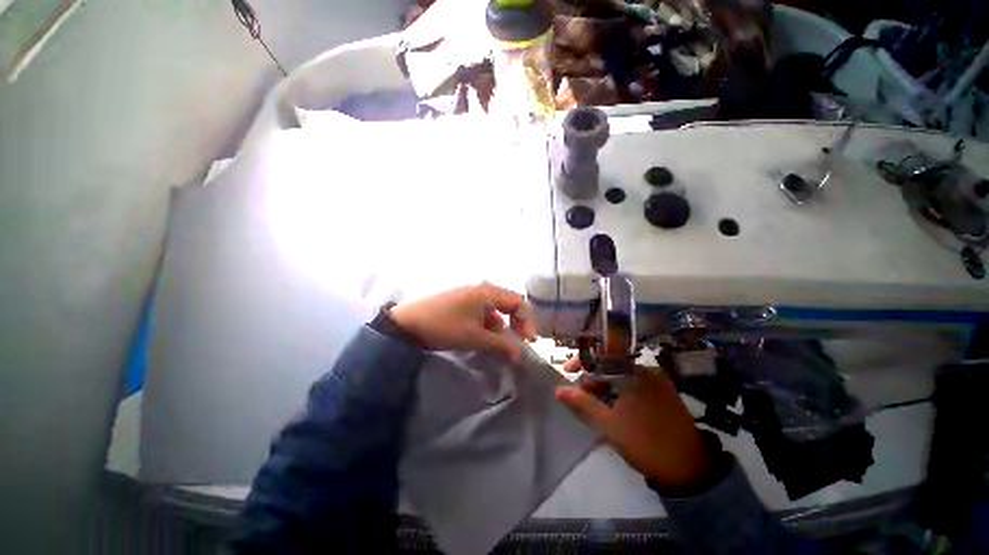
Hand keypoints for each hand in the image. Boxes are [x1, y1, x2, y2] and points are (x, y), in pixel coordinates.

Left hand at [389, 283, 535, 362]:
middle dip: (515, 325)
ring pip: (494, 310)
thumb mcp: (474, 337)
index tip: (528, 342)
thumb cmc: (444, 326)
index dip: (527, 321)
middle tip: (516, 345)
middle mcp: (481, 289)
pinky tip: (483, 339)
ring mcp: (470, 294)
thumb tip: (520, 355)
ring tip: (499, 347)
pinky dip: (486, 326)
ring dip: (500, 328)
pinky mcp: (460, 302)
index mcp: (488, 291)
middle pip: (508, 305)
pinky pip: (481, 312)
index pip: (518, 302)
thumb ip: (501, 345)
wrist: (406, 323)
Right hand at [556, 358, 713, 491]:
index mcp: (634, 373)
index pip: (601, 357)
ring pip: (622, 377)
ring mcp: (657, 383)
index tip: (567, 371)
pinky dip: (619, 393)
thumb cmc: (646, 443)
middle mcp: (647, 371)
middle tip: (579, 395)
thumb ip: (582, 404)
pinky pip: (634, 386)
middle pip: (611, 367)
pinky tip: (612, 409)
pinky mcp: (663, 395)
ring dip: (604, 387)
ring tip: (594, 405)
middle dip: (592, 379)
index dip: (581, 362)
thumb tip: (558, 390)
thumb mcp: (609, 425)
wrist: (691, 470)